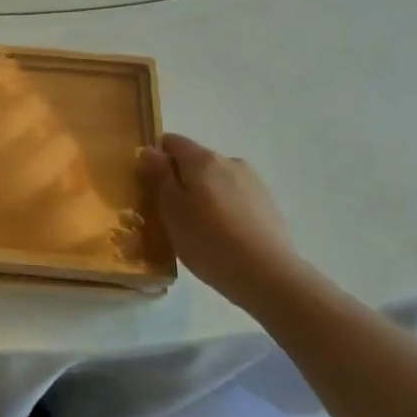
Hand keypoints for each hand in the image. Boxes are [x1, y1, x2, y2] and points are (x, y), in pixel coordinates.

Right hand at [139, 134, 301, 307]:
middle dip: (180, 180)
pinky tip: (223, 237)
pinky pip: (235, 197)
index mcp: (202, 159)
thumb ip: (159, 175)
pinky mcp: (268, 205)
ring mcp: (252, 182)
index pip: (171, 141)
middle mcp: (229, 161)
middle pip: (195, 161)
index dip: (156, 157)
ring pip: (216, 180)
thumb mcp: (171, 210)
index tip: (148, 184)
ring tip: (198, 229)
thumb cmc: (209, 241)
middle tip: (169, 213)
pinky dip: (223, 209)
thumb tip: (150, 150)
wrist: (269, 276)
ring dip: (203, 195)